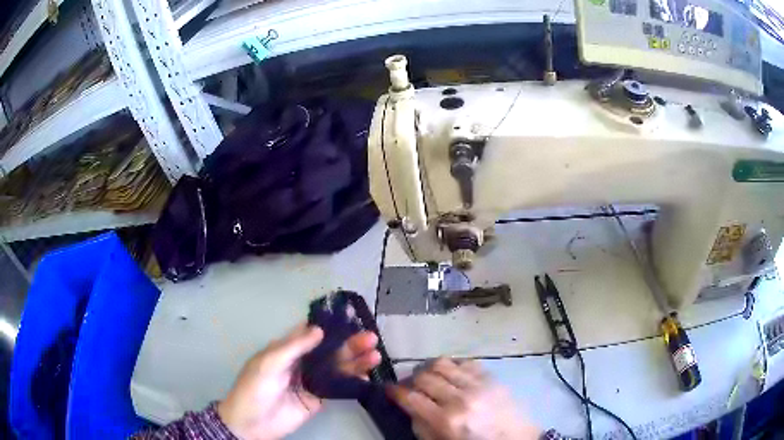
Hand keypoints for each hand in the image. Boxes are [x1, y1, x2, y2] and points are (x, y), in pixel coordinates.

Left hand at [218, 323, 381, 439]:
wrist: (252, 422)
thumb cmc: (255, 387)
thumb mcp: (269, 363)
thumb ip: (294, 347)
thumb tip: (319, 330)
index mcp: (287, 349)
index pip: (311, 333)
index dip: (330, 325)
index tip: (351, 317)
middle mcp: (302, 362)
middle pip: (329, 350)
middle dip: (349, 344)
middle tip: (371, 338)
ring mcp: (311, 381)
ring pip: (337, 368)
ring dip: (355, 362)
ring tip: (375, 355)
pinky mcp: (318, 398)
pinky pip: (337, 388)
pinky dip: (352, 382)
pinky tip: (366, 377)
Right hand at [389, 358, 539, 439]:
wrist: (515, 438)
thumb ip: (422, 427)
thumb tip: (409, 406)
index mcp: (447, 420)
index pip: (411, 398)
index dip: (395, 392)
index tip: (389, 390)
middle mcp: (460, 398)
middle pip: (423, 377)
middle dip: (411, 381)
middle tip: (411, 387)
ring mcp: (477, 384)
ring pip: (441, 364)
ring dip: (429, 370)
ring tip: (429, 378)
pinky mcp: (490, 376)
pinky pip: (464, 361)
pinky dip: (453, 366)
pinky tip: (452, 375)